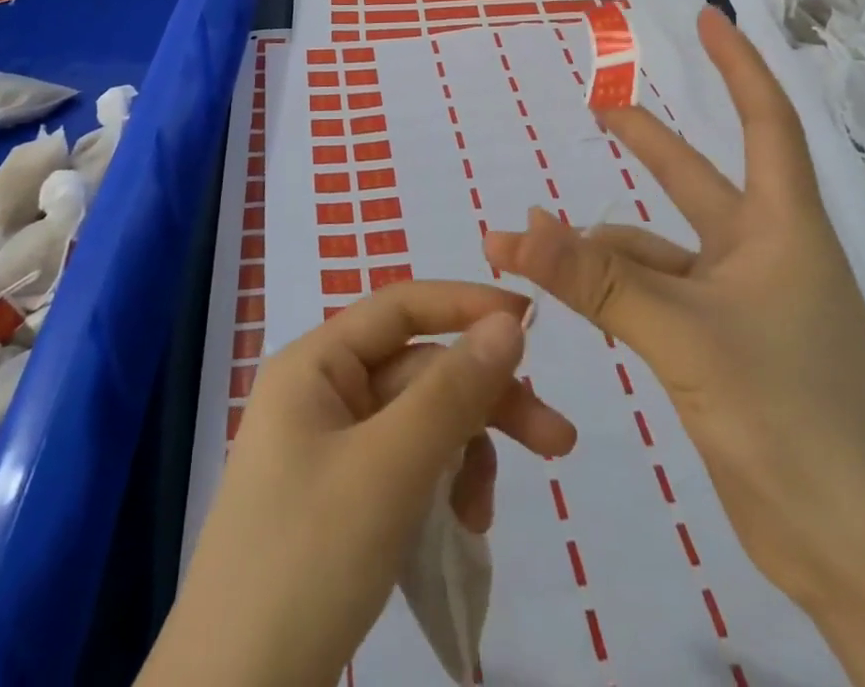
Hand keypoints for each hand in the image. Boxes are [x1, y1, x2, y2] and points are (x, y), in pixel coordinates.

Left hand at [139, 282, 576, 686]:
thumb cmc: (306, 559)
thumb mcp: (388, 469)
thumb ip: (452, 391)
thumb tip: (508, 323)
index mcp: (316, 364)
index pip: (401, 307)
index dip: (466, 305)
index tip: (533, 322)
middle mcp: (323, 393)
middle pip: (420, 371)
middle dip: (484, 402)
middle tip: (558, 442)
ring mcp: (332, 448)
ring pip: (421, 422)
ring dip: (465, 453)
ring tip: (484, 515)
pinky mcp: (344, 499)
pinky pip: (409, 467)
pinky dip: (442, 487)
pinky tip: (462, 527)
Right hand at [483, 8, 864, 686]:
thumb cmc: (802, 421)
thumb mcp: (688, 337)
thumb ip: (598, 279)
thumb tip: (515, 227)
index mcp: (782, 230)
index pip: (766, 122)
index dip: (738, 65)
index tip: (707, 19)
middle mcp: (763, 258)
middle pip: (696, 180)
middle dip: (648, 141)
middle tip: (598, 105)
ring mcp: (740, 310)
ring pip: (654, 253)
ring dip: (594, 244)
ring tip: (525, 237)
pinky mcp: (718, 356)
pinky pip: (648, 301)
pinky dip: (603, 291)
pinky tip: (561, 293)